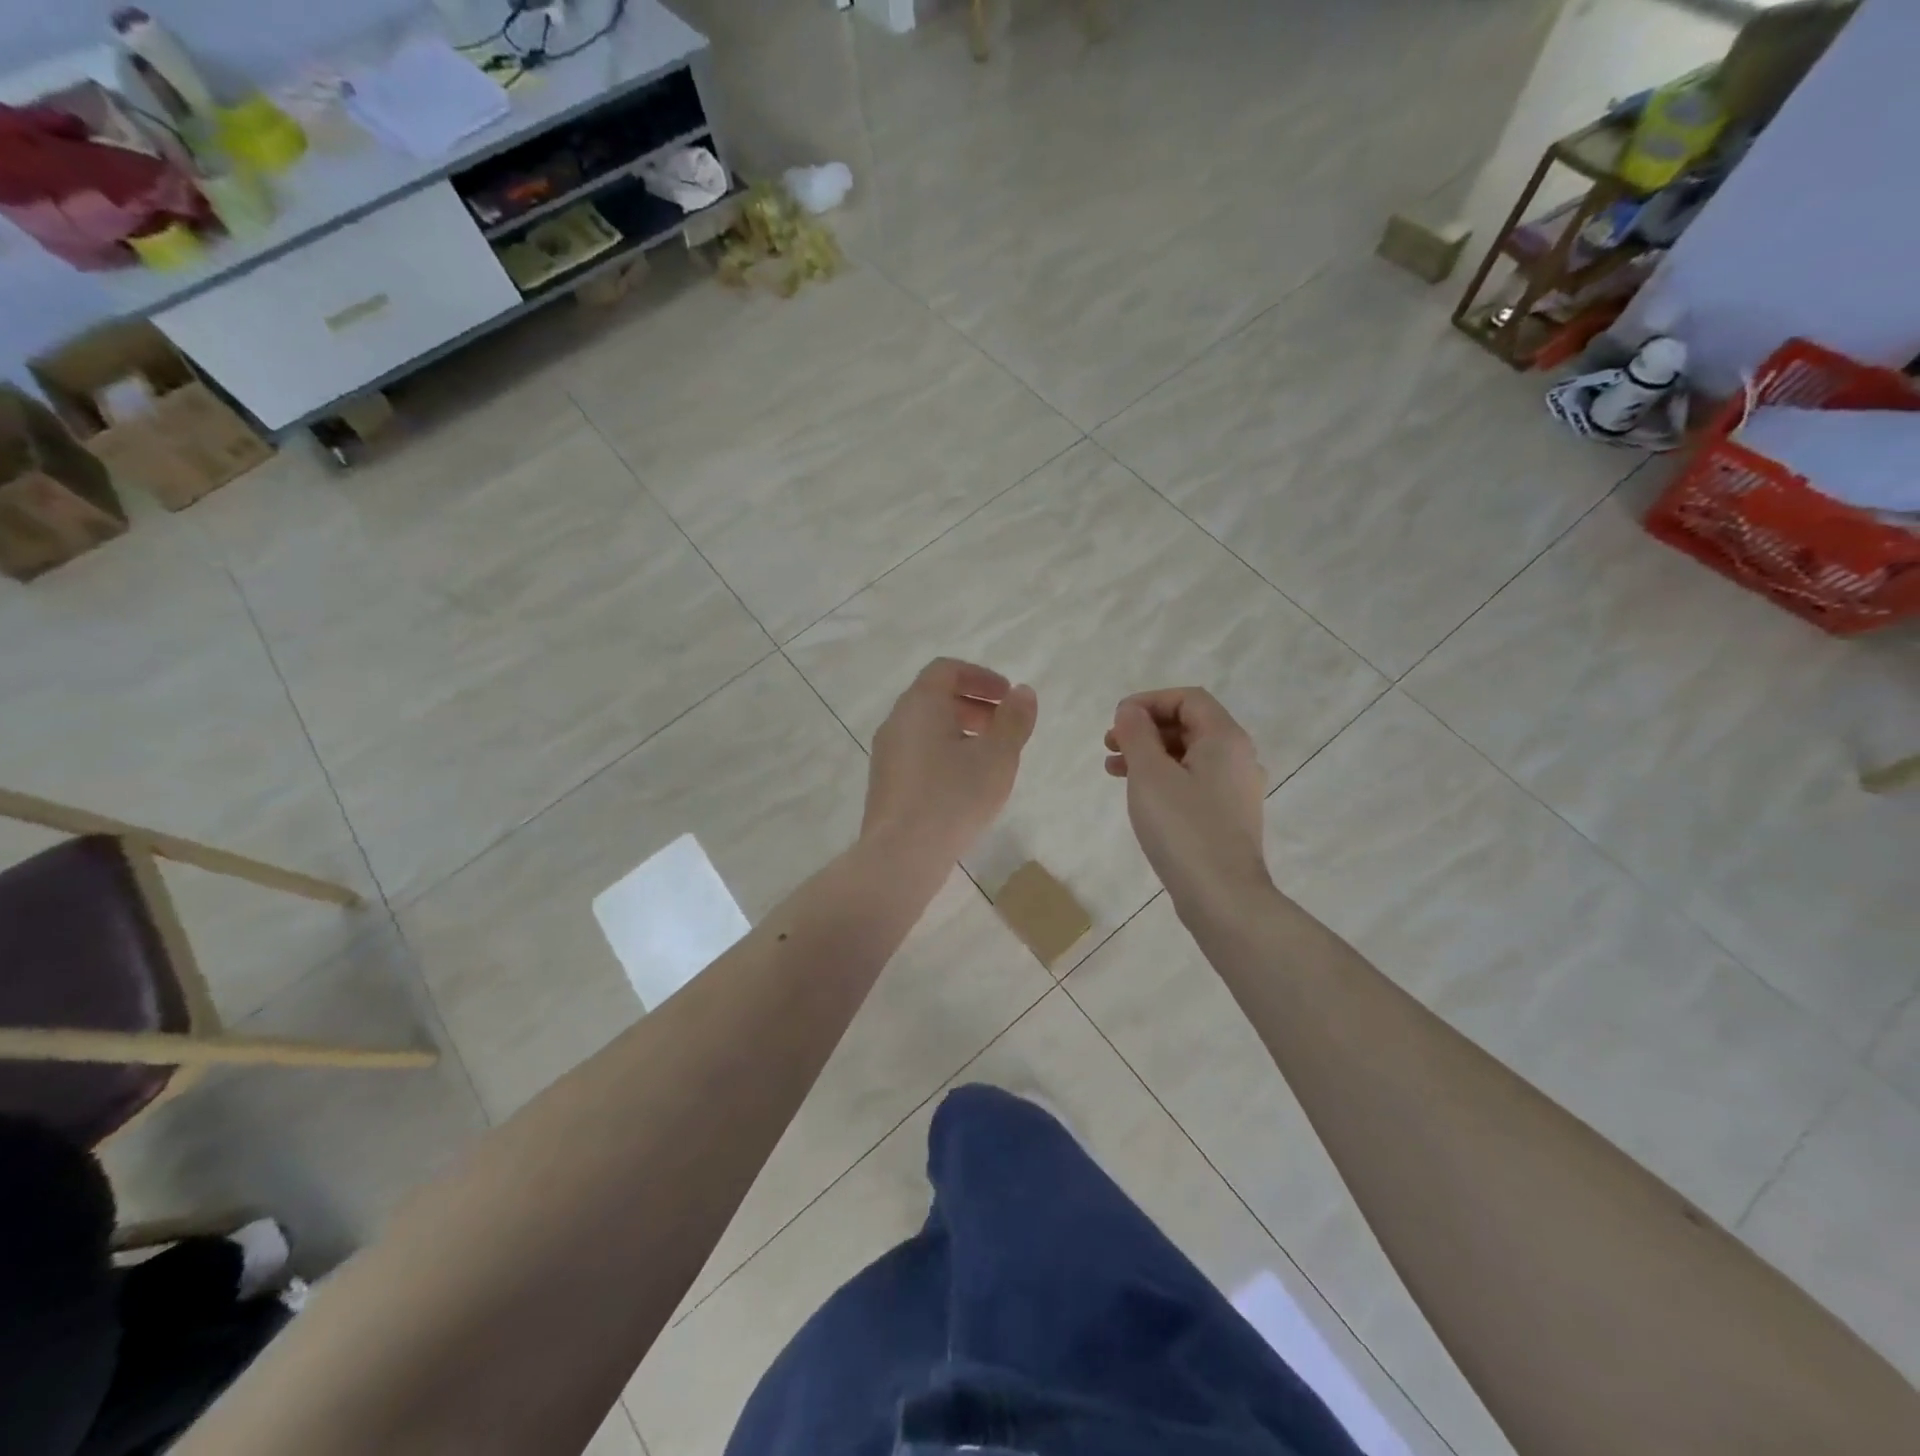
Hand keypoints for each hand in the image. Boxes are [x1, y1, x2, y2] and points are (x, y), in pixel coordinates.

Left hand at [863, 658, 1037, 863]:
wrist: (901, 855)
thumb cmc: (953, 797)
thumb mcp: (997, 757)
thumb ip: (1013, 721)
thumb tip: (1022, 693)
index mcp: (920, 705)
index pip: (946, 670)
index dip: (980, 676)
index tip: (1007, 697)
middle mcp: (897, 722)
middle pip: (934, 697)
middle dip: (973, 705)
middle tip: (1003, 727)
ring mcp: (886, 754)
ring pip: (926, 728)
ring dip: (960, 732)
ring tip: (989, 759)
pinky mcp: (885, 783)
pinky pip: (917, 753)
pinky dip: (944, 753)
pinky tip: (964, 785)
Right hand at [1104, 688, 1270, 914]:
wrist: (1223, 896)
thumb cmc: (1183, 828)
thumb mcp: (1150, 774)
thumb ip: (1136, 734)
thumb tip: (1130, 710)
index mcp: (1225, 739)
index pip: (1188, 698)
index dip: (1149, 701)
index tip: (1117, 719)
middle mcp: (1238, 757)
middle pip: (1189, 725)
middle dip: (1146, 728)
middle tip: (1110, 743)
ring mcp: (1236, 789)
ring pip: (1188, 755)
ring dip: (1150, 754)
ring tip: (1113, 768)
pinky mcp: (1228, 816)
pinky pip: (1193, 781)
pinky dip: (1164, 778)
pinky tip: (1139, 795)